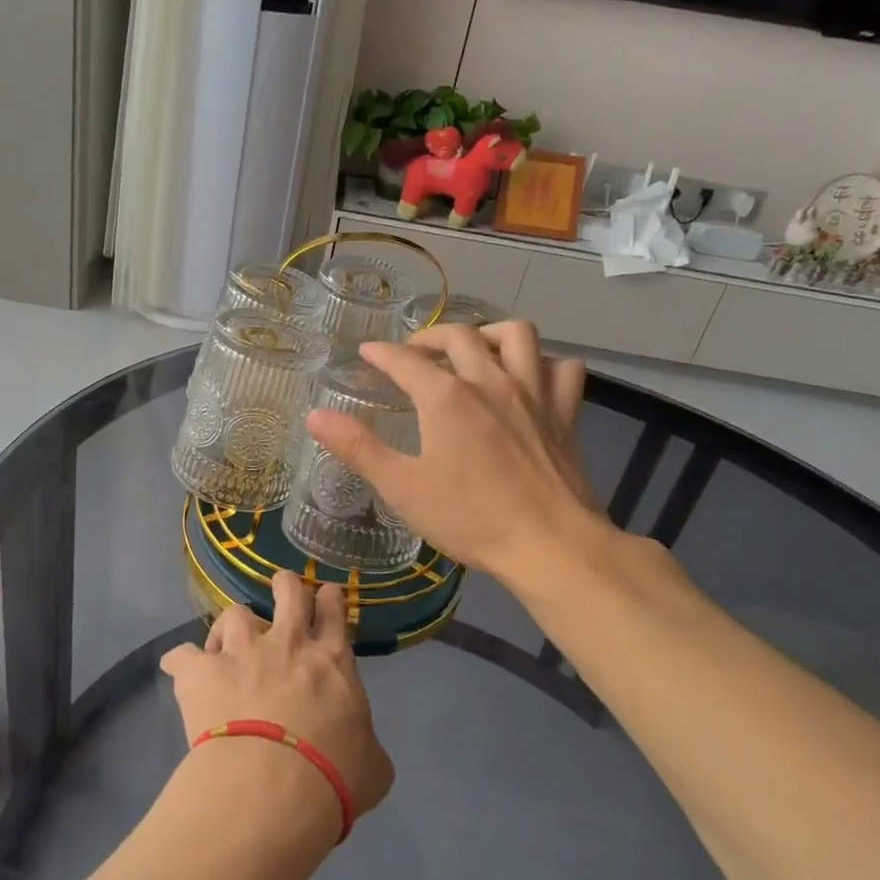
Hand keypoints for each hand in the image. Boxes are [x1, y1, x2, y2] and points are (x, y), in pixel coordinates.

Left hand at [160, 573, 394, 828]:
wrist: (272, 786)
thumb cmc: (333, 777)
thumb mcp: (372, 766)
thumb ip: (365, 744)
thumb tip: (361, 749)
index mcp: (331, 660)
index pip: (334, 611)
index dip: (329, 599)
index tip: (325, 597)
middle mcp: (287, 642)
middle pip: (288, 590)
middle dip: (285, 585)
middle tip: (281, 590)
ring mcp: (241, 651)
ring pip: (235, 614)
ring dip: (232, 628)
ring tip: (226, 645)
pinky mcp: (201, 671)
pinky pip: (182, 655)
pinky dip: (182, 663)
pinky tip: (182, 672)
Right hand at [305, 321, 607, 584]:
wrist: (550, 545)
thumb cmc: (470, 519)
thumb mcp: (402, 487)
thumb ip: (358, 448)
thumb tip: (315, 415)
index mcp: (446, 398)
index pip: (404, 360)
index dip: (381, 353)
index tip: (366, 352)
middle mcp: (490, 382)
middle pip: (459, 335)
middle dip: (429, 336)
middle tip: (414, 352)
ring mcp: (533, 394)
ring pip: (517, 336)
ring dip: (490, 333)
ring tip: (475, 348)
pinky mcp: (565, 414)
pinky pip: (563, 369)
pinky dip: (545, 364)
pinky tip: (531, 377)